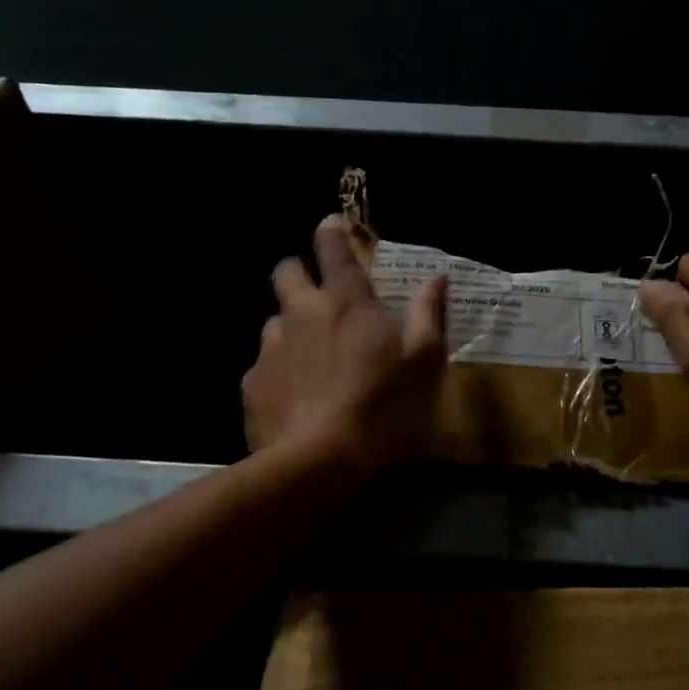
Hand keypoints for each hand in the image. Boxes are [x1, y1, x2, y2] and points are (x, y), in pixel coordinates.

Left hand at [243, 216, 448, 475]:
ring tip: (312, 362)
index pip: (334, 249)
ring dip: (291, 329)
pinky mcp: (251, 384)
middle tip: (319, 297)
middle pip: (286, 271)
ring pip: (274, 321)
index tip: (332, 225)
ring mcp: (271, 348)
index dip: (332, 231)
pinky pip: (264, 366)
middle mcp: (302, 313)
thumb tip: (437, 277)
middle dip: (298, 273)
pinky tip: (296, 400)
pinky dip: (279, 373)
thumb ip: (429, 315)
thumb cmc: (384, 409)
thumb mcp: (425, 364)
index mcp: (347, 303)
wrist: (319, 465)